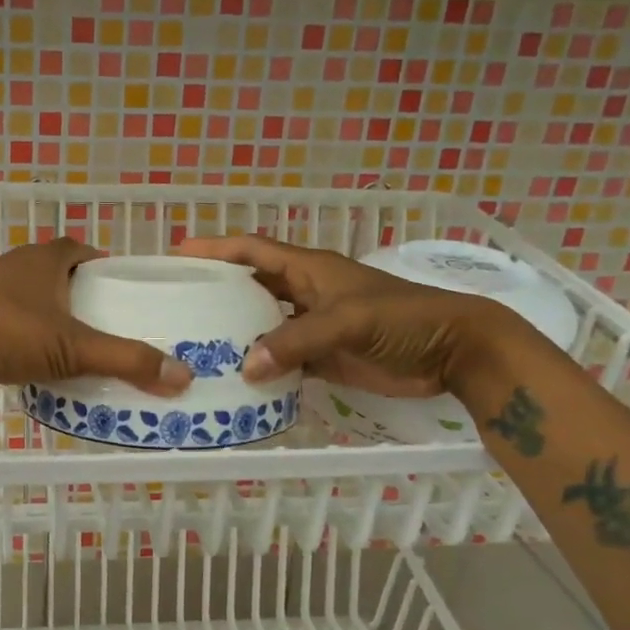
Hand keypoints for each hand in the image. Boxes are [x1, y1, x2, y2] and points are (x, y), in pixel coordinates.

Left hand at [0, 239, 193, 407]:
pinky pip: (25, 339)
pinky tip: (61, 377)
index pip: (86, 252)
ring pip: (45, 314)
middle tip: (126, 335)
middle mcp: (20, 272)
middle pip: (68, 284)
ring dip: (68, 333)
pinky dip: (43, 353)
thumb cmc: (3, 333)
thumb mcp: (72, 347)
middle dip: (94, 307)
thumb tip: (183, 376)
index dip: (111, 270)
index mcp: (44, 259)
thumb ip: (127, 360)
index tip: (135, 296)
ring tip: (101, 359)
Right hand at [176, 234, 524, 397]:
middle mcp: (305, 293)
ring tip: (197, 348)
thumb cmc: (403, 320)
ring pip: (264, 326)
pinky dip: (262, 368)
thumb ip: (296, 341)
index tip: (178, 254)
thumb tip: (245, 368)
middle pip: (252, 287)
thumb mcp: (347, 321)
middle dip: (218, 293)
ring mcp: (314, 327)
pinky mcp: (324, 358)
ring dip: (237, 334)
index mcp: (308, 269)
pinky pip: (283, 360)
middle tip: (177, 307)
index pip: (252, 250)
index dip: (216, 248)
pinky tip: (237, 380)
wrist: (453, 351)